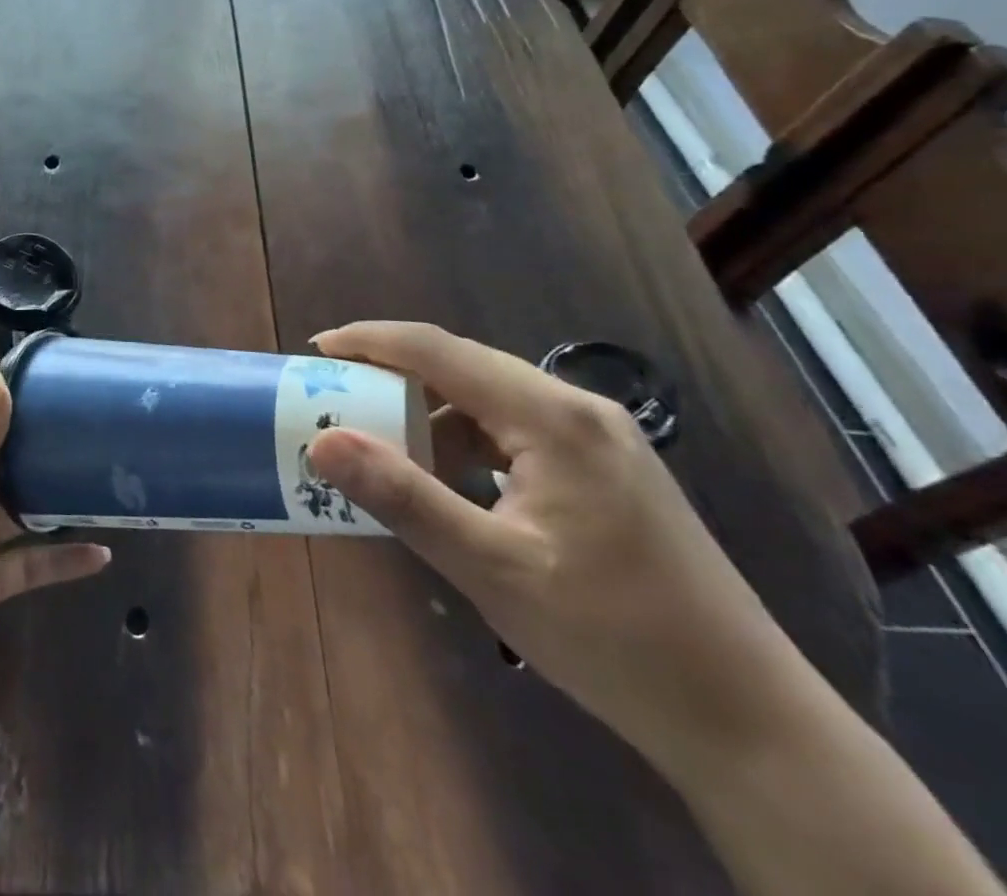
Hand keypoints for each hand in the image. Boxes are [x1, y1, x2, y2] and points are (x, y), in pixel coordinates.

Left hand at [0, 370, 111, 732]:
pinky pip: (32, 562)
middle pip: (7, 459)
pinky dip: (63, 557)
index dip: (16, 399)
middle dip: (47, 445)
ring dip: (60, 498)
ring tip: (111, 483)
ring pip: (24, 508)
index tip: (67, 384)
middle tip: (104, 431)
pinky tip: (102, 555)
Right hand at [307, 321, 809, 770]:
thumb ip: (403, 496)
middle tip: (336, 397)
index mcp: (552, 417)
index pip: (439, 350)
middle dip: (393, 375)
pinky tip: (448, 480)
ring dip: (431, 412)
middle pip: (464, 366)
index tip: (315, 350)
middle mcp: (577, 410)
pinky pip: (515, 431)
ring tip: (382, 444)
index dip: (370, 341)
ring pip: (490, 399)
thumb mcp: (491, 567)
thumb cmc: (613, 638)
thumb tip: (322, 441)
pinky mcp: (606, 471)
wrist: (750, 722)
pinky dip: (466, 442)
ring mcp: (599, 440)